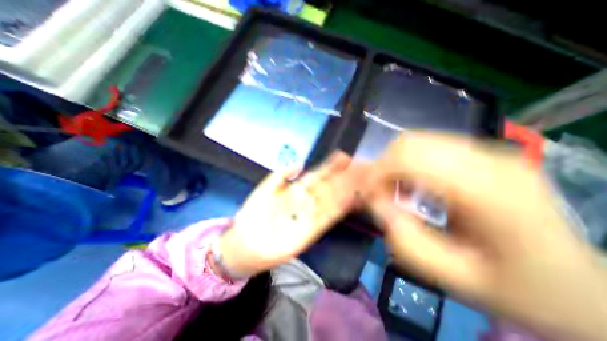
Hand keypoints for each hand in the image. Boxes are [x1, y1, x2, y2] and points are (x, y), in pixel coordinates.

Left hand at [221, 150, 366, 276]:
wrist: (246, 243)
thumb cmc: (253, 214)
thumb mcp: (265, 189)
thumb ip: (281, 175)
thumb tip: (300, 162)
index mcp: (296, 190)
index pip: (317, 175)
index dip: (329, 167)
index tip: (343, 157)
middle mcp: (307, 201)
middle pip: (327, 186)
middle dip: (343, 176)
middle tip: (359, 166)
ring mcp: (310, 215)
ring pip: (331, 200)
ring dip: (345, 191)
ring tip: (360, 180)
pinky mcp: (312, 231)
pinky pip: (328, 218)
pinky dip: (340, 209)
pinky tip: (350, 200)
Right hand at [365, 132, 605, 340]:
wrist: (580, 284)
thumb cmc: (517, 287)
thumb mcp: (450, 276)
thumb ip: (403, 238)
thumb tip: (375, 202)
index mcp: (487, 190)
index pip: (408, 157)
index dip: (377, 173)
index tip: (367, 195)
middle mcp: (490, 158)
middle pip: (410, 141)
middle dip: (383, 165)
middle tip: (380, 193)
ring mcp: (490, 150)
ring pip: (417, 139)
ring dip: (395, 163)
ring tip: (397, 190)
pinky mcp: (484, 152)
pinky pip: (429, 145)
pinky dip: (409, 161)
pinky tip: (415, 184)